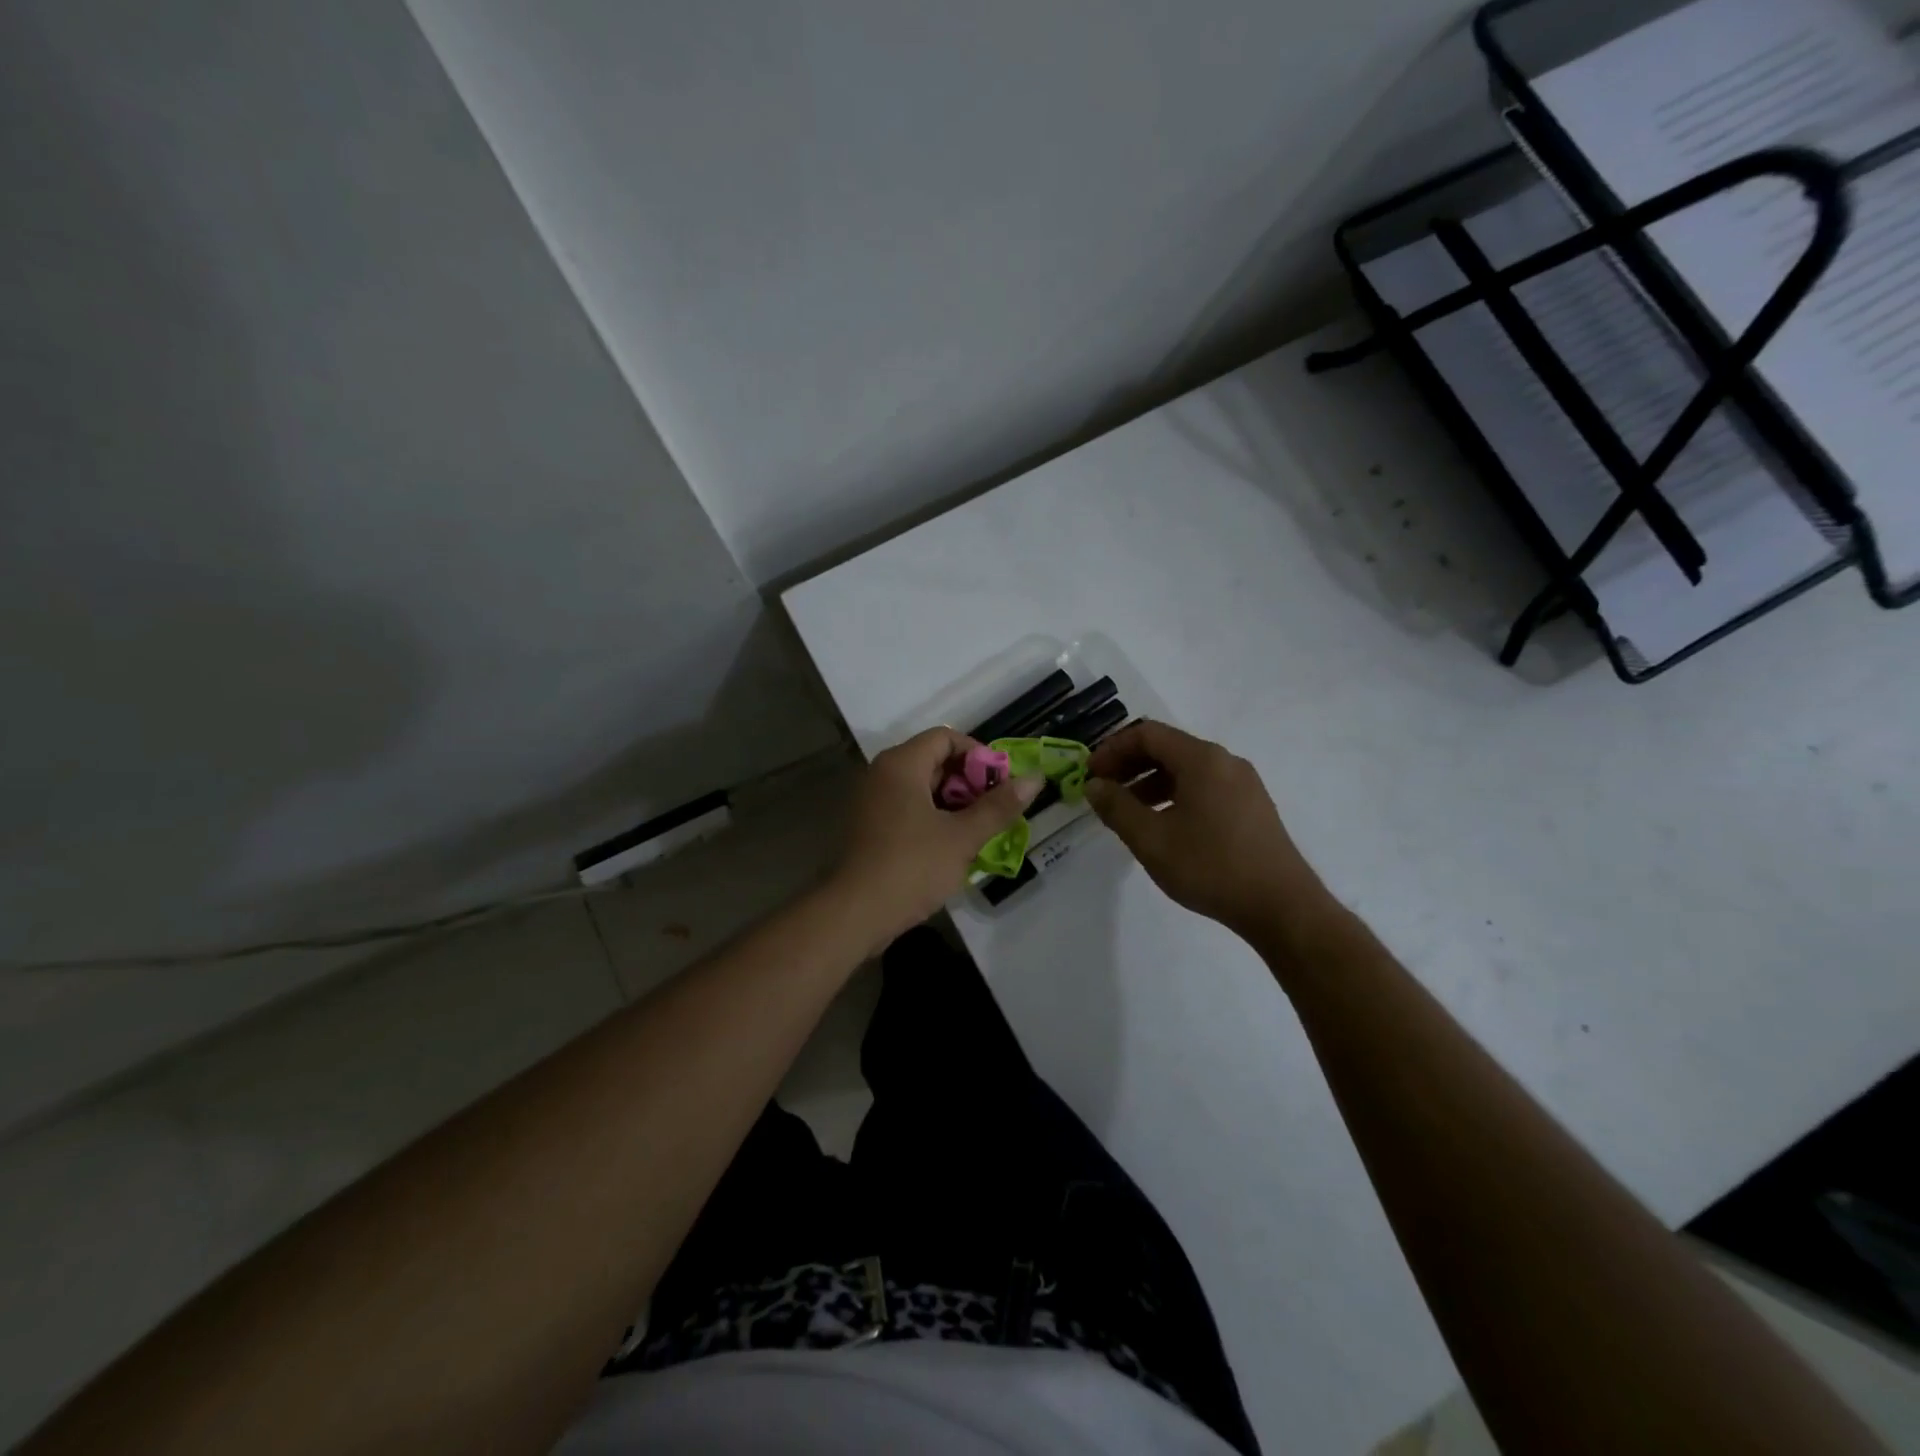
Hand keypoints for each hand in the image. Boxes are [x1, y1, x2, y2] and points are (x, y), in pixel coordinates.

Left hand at [830, 727, 1041, 946]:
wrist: (855, 914)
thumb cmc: (912, 866)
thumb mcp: (963, 836)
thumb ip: (999, 806)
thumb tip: (1035, 779)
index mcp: (901, 764)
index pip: (946, 738)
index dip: (978, 755)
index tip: (1001, 784)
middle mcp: (882, 774)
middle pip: (933, 761)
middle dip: (969, 782)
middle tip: (994, 811)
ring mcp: (872, 801)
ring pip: (921, 788)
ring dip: (953, 804)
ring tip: (979, 831)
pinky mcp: (869, 827)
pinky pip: (907, 809)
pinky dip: (932, 819)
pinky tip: (951, 847)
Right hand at [1084, 720, 1335, 944]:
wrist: (1282, 906)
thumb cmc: (1211, 867)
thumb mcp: (1151, 839)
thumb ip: (1116, 807)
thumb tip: (1094, 785)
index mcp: (1202, 759)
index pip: (1147, 734)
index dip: (1113, 749)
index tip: (1091, 775)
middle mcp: (1225, 761)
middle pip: (1168, 748)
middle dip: (1130, 765)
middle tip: (1103, 791)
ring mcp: (1243, 784)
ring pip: (1186, 769)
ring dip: (1150, 783)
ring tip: (1127, 812)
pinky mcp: (1252, 807)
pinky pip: (1204, 787)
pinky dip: (1175, 795)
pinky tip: (1163, 825)